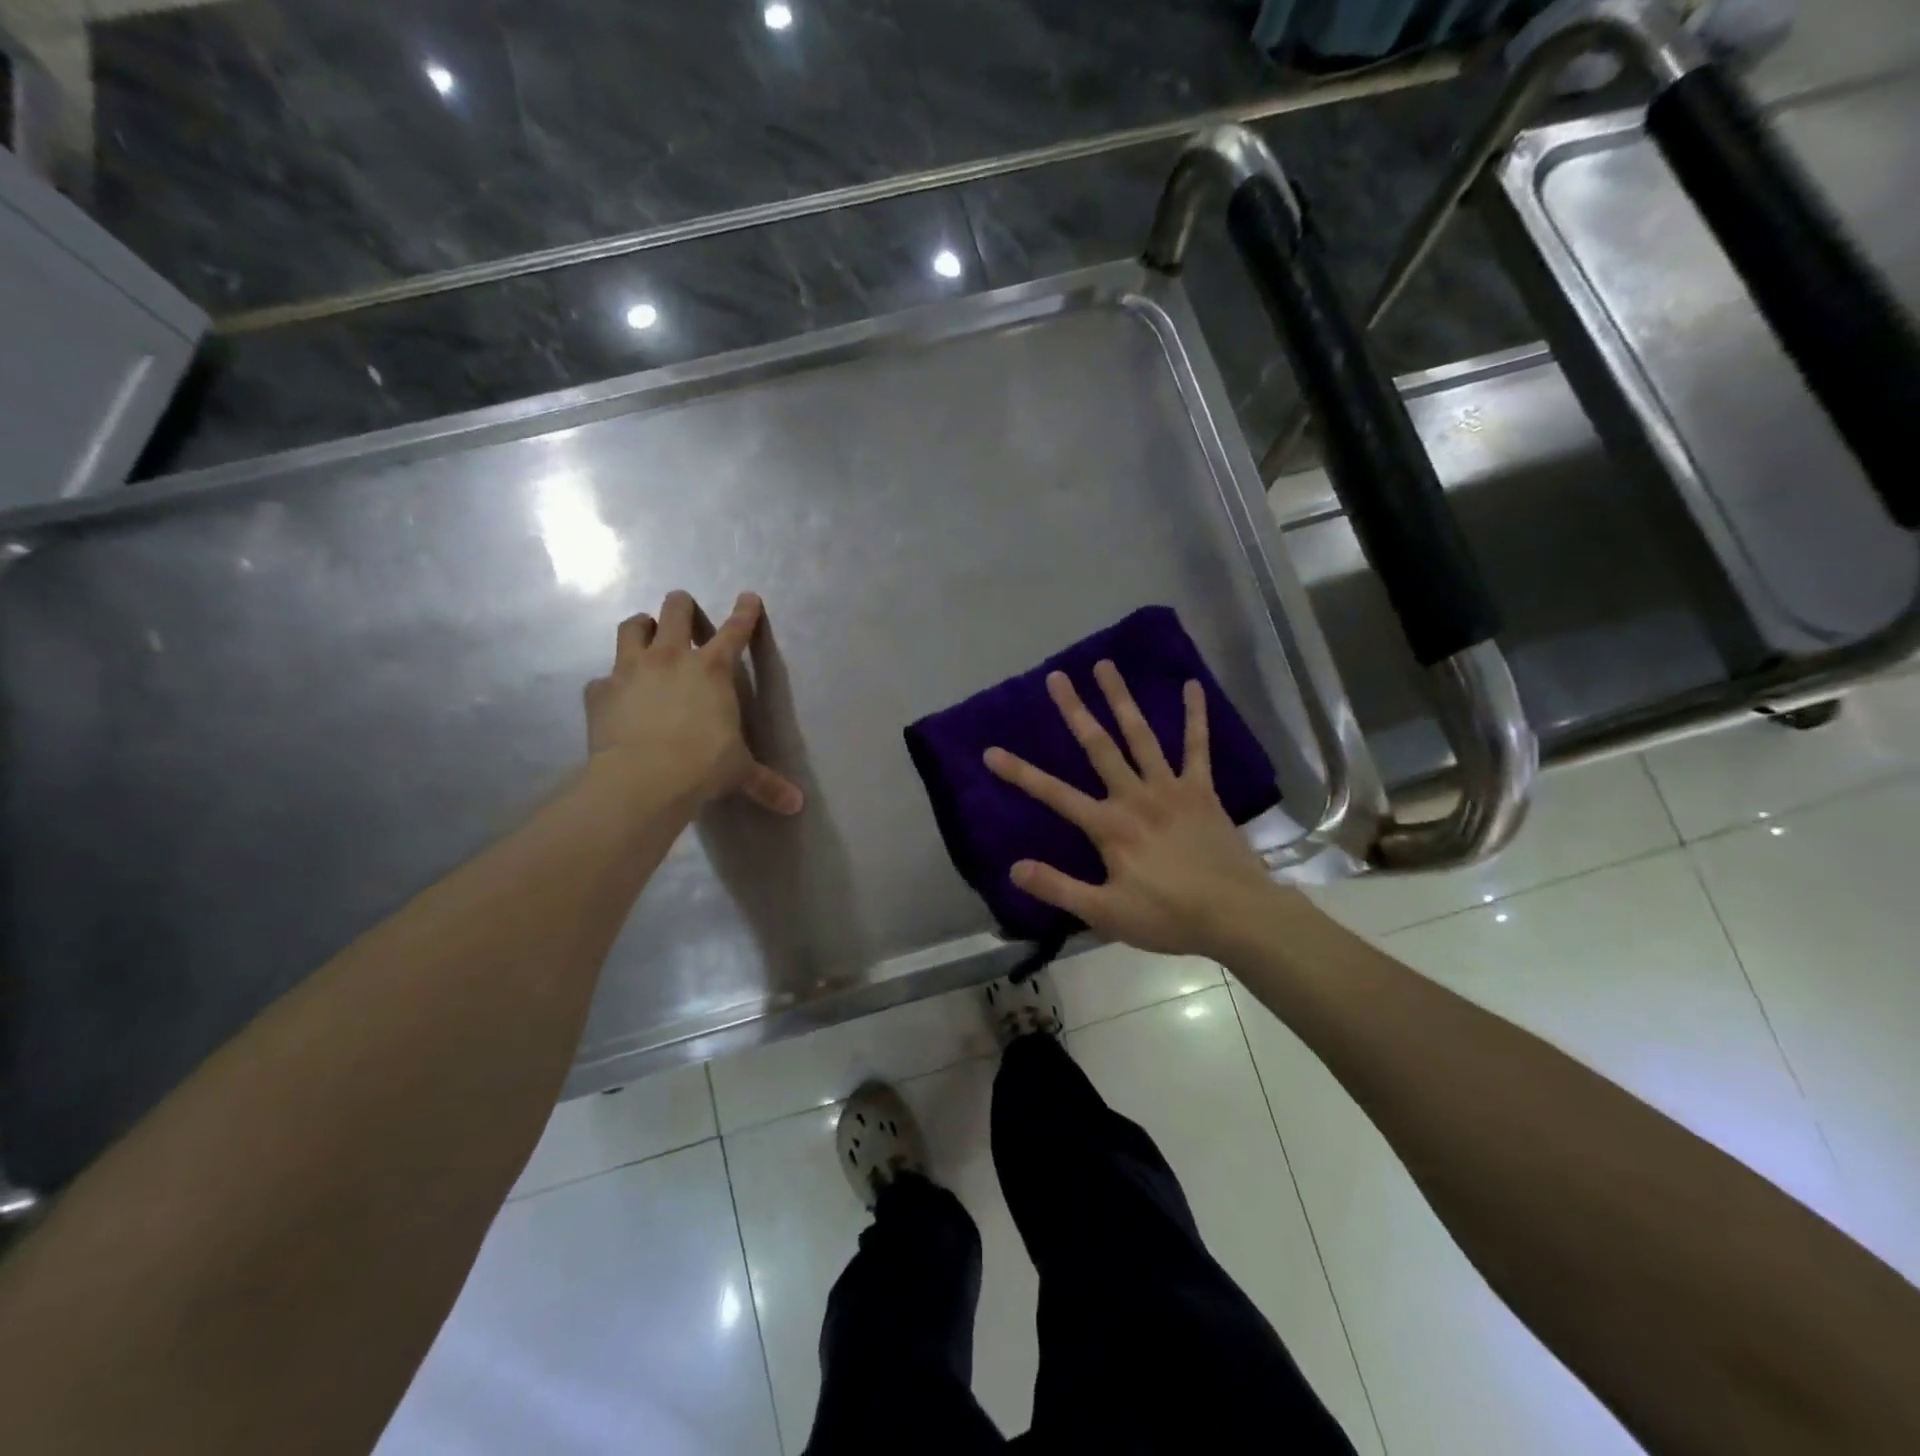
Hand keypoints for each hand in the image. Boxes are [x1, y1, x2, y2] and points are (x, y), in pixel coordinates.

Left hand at [584, 590, 803, 818]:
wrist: (643, 779)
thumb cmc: (702, 767)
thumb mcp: (739, 772)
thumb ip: (766, 783)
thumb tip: (797, 805)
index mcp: (713, 669)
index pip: (735, 631)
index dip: (744, 612)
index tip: (748, 597)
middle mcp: (671, 657)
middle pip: (675, 611)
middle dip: (681, 605)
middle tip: (682, 608)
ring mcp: (630, 669)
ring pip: (632, 627)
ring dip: (640, 626)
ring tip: (644, 632)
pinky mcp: (599, 690)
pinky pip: (603, 678)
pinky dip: (610, 683)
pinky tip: (614, 696)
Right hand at [984, 661, 1273, 956]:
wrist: (1236, 914)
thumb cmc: (1167, 916)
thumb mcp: (1105, 913)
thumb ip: (1058, 887)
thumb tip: (1013, 868)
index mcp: (1109, 825)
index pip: (1054, 794)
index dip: (1020, 773)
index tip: (991, 751)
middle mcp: (1135, 796)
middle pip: (1098, 746)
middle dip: (1075, 711)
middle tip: (1057, 677)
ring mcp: (1170, 788)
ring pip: (1140, 735)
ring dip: (1121, 699)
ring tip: (1106, 665)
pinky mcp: (1202, 790)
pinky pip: (1197, 747)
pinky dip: (1195, 716)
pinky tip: (1192, 686)